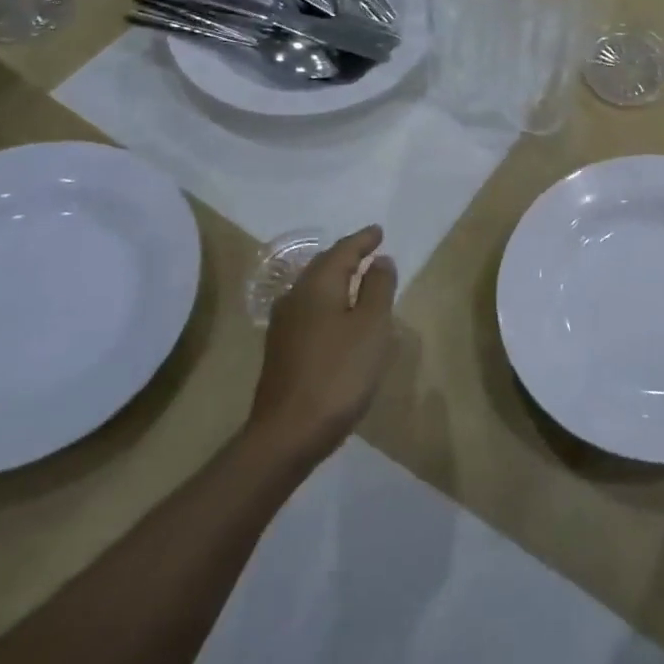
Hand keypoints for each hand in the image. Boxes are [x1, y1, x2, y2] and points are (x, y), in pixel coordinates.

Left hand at [248, 225, 397, 465]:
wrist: (288, 432)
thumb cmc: (339, 372)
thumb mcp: (371, 326)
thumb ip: (378, 288)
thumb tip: (380, 260)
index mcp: (317, 286)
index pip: (342, 251)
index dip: (363, 240)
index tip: (379, 231)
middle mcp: (295, 297)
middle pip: (323, 266)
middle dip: (348, 255)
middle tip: (370, 249)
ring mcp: (284, 325)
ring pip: (315, 288)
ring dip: (337, 278)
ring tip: (359, 277)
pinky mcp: (283, 349)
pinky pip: (310, 309)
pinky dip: (330, 300)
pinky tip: (339, 314)